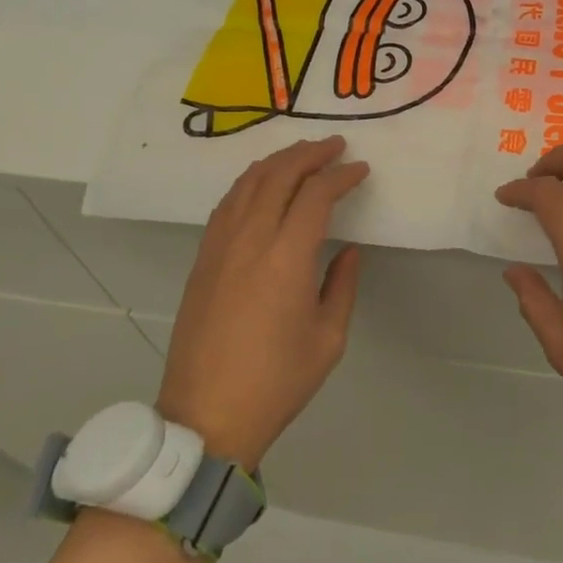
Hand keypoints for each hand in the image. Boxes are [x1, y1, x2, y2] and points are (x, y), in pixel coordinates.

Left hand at [157, 136, 368, 469]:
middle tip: (335, 146)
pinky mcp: (202, 259)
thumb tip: (347, 249)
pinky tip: (263, 184)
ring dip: (278, 161)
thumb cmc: (276, 382)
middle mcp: (250, 240)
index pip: (315, 195)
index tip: (360, 170)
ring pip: (247, 182)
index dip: (341, 176)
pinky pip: (227, 203)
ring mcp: (219, 247)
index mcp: (286, 259)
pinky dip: (250, 182)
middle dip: (309, 153)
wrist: (206, 416)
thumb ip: (341, 285)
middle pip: (278, 175)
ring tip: (302, 155)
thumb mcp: (328, 338)